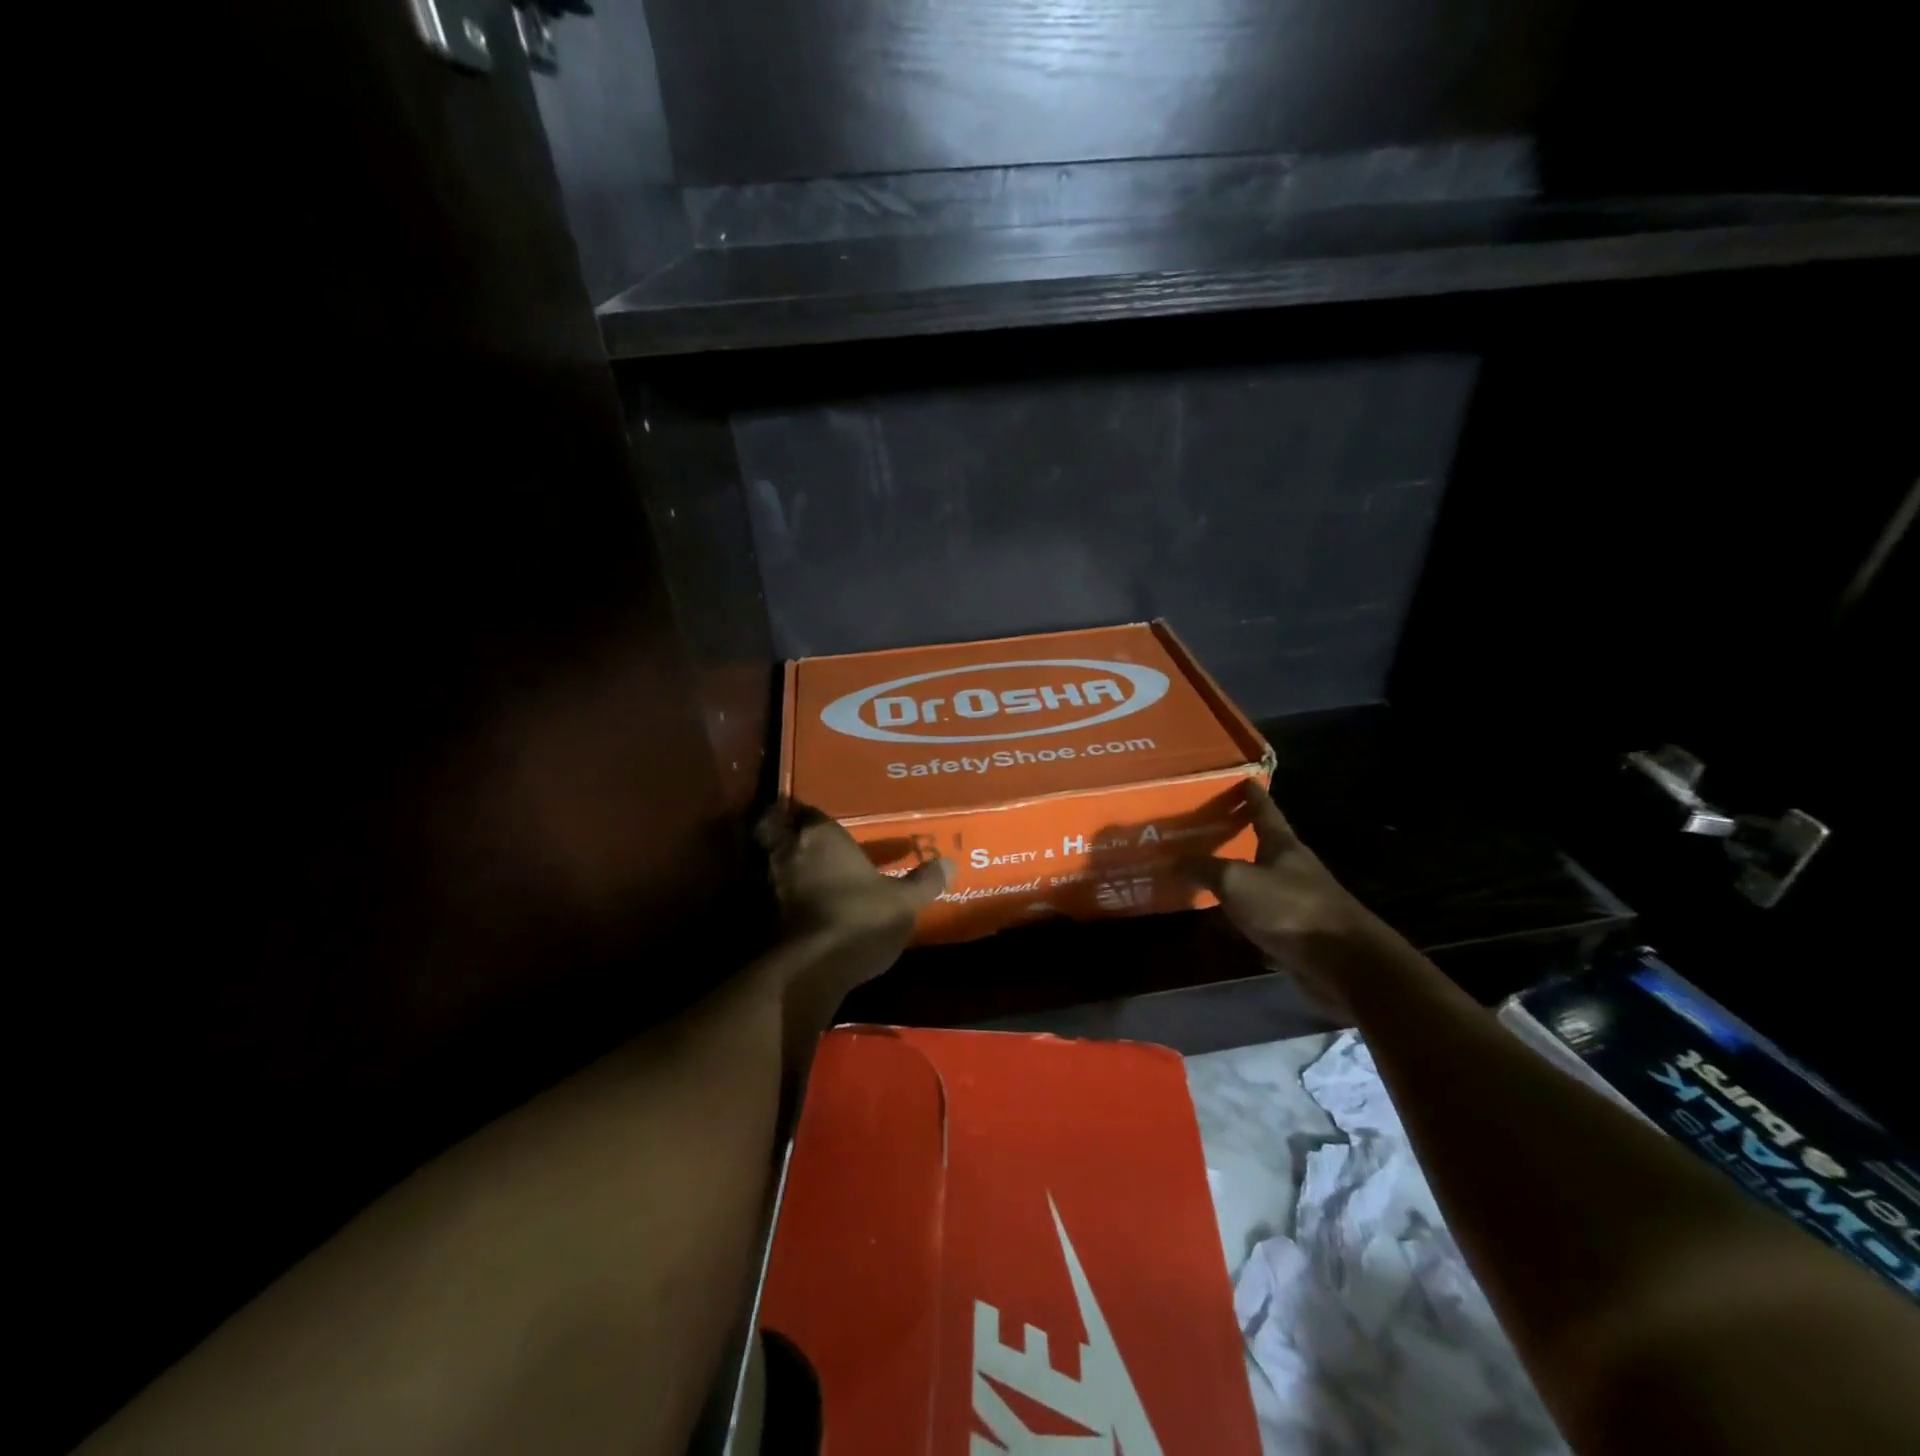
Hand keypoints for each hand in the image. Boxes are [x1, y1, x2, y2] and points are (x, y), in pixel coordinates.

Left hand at [756, 802, 950, 1004]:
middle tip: (805, 840)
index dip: (813, 815)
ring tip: (803, 872)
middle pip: (775, 830)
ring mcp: (770, 884)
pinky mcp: (762, 917)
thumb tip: (948, 864)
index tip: (823, 819)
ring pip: (769, 862)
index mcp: (821, 835)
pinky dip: (779, 895)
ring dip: (782, 864)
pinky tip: (798, 905)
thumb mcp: (903, 902)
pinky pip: (769, 894)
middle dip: (784, 831)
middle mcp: (789, 851)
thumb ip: (924, 882)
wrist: (812, 968)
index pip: (808, 810)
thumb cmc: (860, 918)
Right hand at [1185, 781, 1381, 1018]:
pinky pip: (1266, 922)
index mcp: (1284, 847)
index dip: (1253, 796)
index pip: (1266, 812)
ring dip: (1241, 884)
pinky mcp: (1302, 936)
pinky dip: (1247, 921)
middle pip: (1265, 848)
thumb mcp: (1237, 882)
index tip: (1245, 780)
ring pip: (1263, 887)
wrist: (1346, 964)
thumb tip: (1176, 861)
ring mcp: (1301, 904)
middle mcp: (1294, 870)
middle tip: (1211, 832)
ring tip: (1209, 882)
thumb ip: (1205, 869)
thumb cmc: (1290, 909)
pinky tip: (1228, 929)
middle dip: (1242, 840)